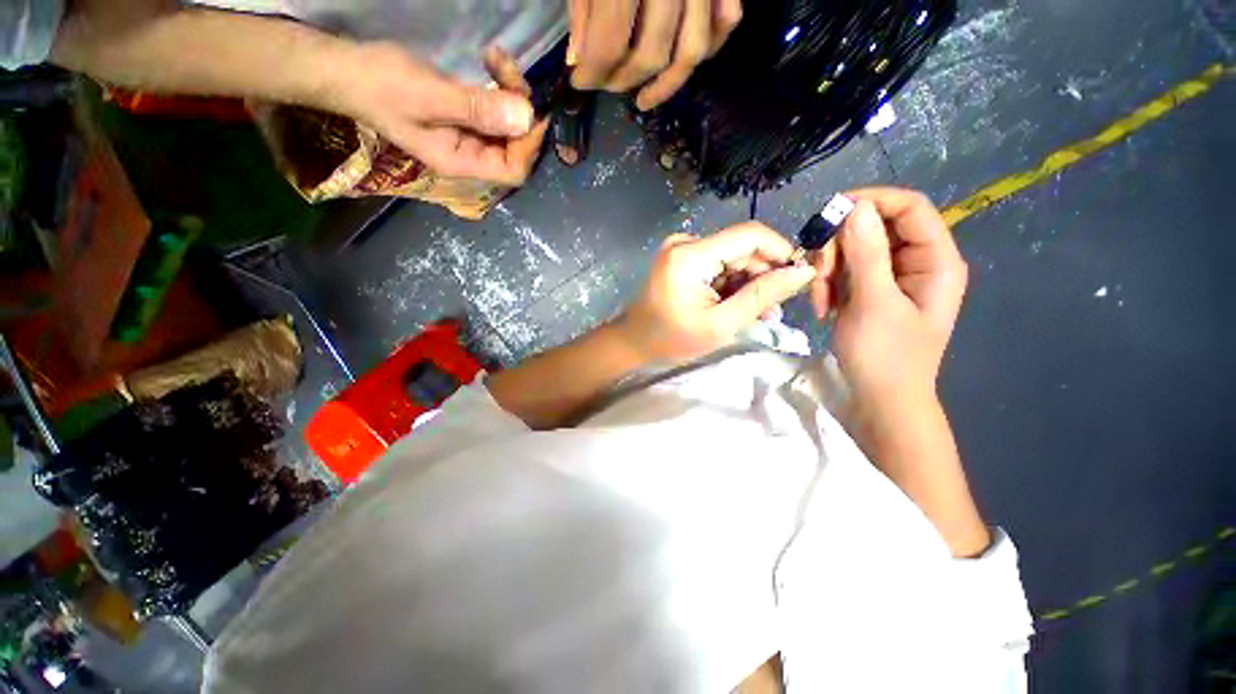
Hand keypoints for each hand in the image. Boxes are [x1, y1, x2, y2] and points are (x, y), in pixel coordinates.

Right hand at [327, 43, 547, 184]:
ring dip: (511, 91)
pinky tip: (491, 60)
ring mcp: (469, 136)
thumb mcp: (429, 96)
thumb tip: (526, 118)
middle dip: (520, 110)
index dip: (528, 145)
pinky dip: (500, 86)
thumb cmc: (380, 85)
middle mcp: (471, 156)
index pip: (513, 170)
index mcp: (462, 162)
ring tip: (495, 58)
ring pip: (509, 125)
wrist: (346, 69)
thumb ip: (478, 110)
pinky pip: (496, 108)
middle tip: (507, 70)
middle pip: (515, 146)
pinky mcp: (466, 116)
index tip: (532, 108)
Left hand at [568, 0, 743, 109]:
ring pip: (693, 52)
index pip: (610, 44)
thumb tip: (579, 62)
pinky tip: (680, 63)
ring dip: (666, 85)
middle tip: (606, 85)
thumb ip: (582, 6)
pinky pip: (726, 22)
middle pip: (651, 56)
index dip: (593, 74)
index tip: (580, 83)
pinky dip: (707, 49)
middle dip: (623, 82)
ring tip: (643, 99)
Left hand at [618, 223, 815, 361]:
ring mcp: (683, 250)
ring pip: (732, 259)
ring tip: (761, 313)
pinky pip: (718, 266)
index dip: (780, 251)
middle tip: (776, 307)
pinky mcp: (682, 260)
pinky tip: (741, 306)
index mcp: (691, 254)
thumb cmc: (672, 339)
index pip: (750, 234)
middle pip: (741, 248)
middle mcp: (687, 243)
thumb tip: (803, 272)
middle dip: (764, 276)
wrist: (635, 342)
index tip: (798, 276)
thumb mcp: (721, 324)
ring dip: (750, 284)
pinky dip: (732, 285)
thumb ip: (762, 296)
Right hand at [809, 188, 967, 410]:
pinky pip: (844, 271)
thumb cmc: (885, 356)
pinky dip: (828, 284)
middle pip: (874, 227)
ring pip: (852, 249)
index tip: (830, 215)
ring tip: (821, 301)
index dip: (872, 201)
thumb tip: (856, 209)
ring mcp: (890, 277)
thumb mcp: (873, 304)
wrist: (880, 398)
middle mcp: (915, 262)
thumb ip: (867, 254)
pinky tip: (824, 307)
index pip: (910, 207)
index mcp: (934, 260)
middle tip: (818, 275)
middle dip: (839, 248)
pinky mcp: (870, 290)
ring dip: (828, 270)